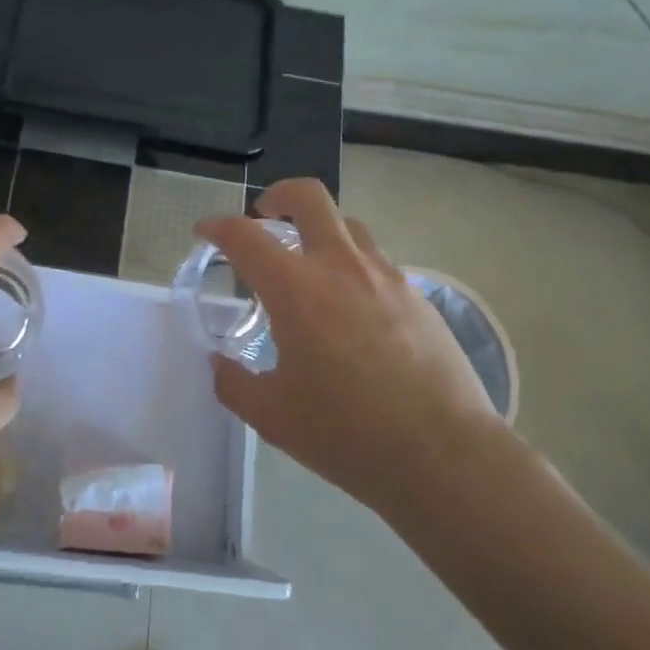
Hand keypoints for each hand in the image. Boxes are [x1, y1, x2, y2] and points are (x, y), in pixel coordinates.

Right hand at [197, 179, 504, 516]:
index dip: (218, 227)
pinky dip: (353, 267)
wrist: (444, 454)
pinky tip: (353, 310)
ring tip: (310, 266)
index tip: (205, 232)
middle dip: (278, 195)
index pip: (246, 237)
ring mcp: (386, 277)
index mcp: (296, 290)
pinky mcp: (418, 296)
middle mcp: (340, 267)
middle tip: (265, 217)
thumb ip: (234, 383)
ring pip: (349, 225)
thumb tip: (220, 364)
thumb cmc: (347, 434)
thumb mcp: (272, 417)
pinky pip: (377, 262)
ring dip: (320, 231)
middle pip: (308, 197)